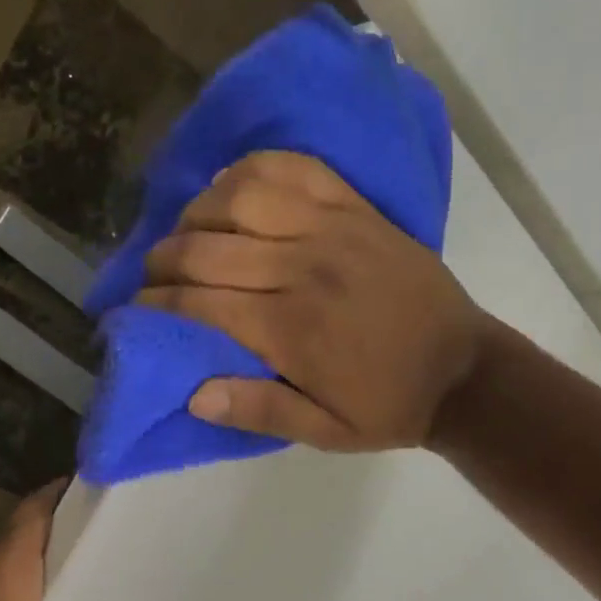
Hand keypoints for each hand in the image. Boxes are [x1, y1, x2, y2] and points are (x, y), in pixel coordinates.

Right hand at [138, 151, 489, 450]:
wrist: (466, 372)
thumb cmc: (387, 405)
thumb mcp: (324, 432)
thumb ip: (259, 411)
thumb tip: (193, 393)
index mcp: (291, 329)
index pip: (199, 302)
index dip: (156, 303)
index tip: (135, 308)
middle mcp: (303, 269)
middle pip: (207, 247)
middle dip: (163, 259)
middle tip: (152, 274)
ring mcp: (332, 229)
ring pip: (242, 196)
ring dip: (200, 210)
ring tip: (190, 231)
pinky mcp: (356, 208)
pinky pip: (295, 168)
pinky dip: (254, 169)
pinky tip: (233, 186)